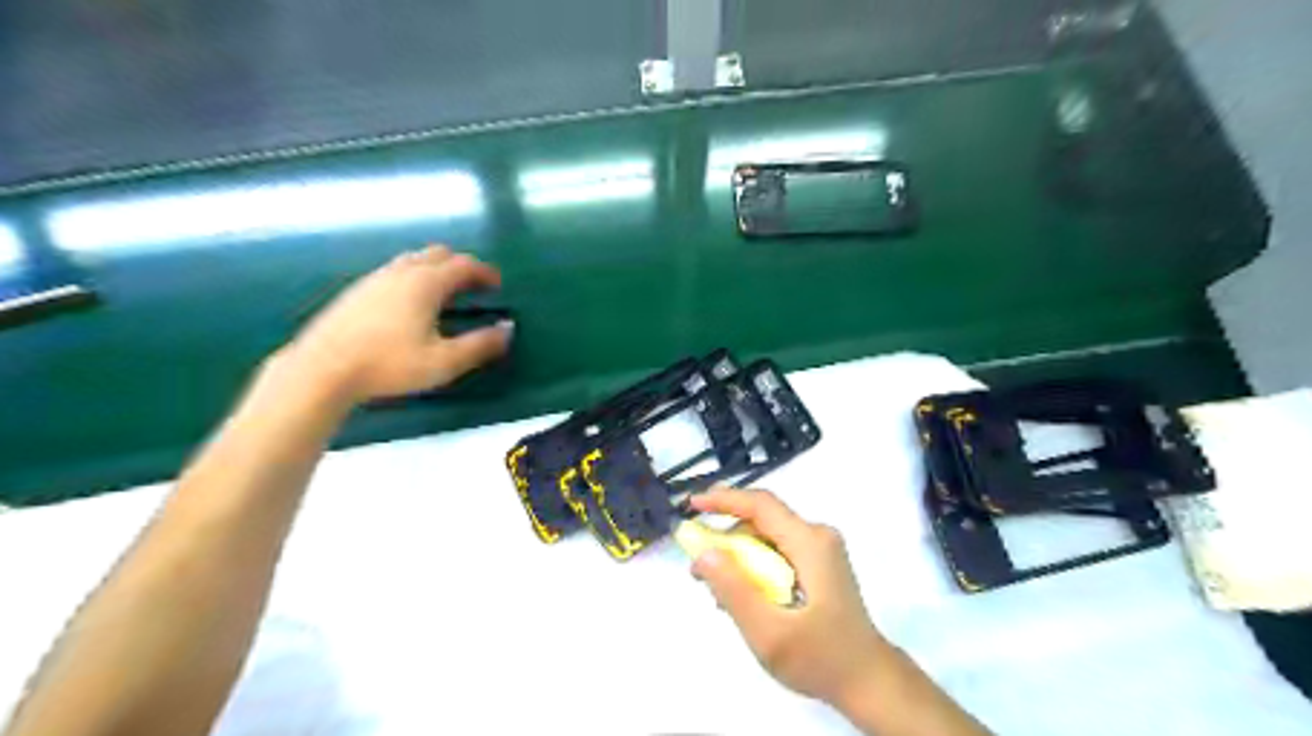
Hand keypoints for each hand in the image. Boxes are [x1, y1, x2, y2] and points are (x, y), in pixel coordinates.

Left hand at [284, 248, 515, 406]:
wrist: (322, 369)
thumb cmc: (389, 364)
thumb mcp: (444, 361)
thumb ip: (480, 345)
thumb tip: (508, 329)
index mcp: (426, 283)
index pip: (463, 265)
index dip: (484, 272)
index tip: (497, 284)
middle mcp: (402, 272)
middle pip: (438, 254)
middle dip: (460, 266)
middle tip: (473, 286)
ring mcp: (375, 278)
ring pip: (413, 260)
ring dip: (435, 269)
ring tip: (445, 293)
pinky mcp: (356, 291)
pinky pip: (394, 272)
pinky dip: (413, 277)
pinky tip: (409, 304)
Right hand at [687, 488, 892, 705]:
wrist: (869, 682)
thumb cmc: (820, 658)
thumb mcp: (769, 631)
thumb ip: (734, 590)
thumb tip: (703, 554)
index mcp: (809, 543)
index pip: (760, 505)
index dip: (723, 500)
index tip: (691, 506)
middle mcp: (817, 537)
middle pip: (761, 522)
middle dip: (726, 540)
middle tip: (699, 571)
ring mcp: (821, 550)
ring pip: (767, 538)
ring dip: (739, 558)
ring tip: (721, 594)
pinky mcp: (819, 565)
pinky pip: (777, 552)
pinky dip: (755, 567)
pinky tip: (746, 598)